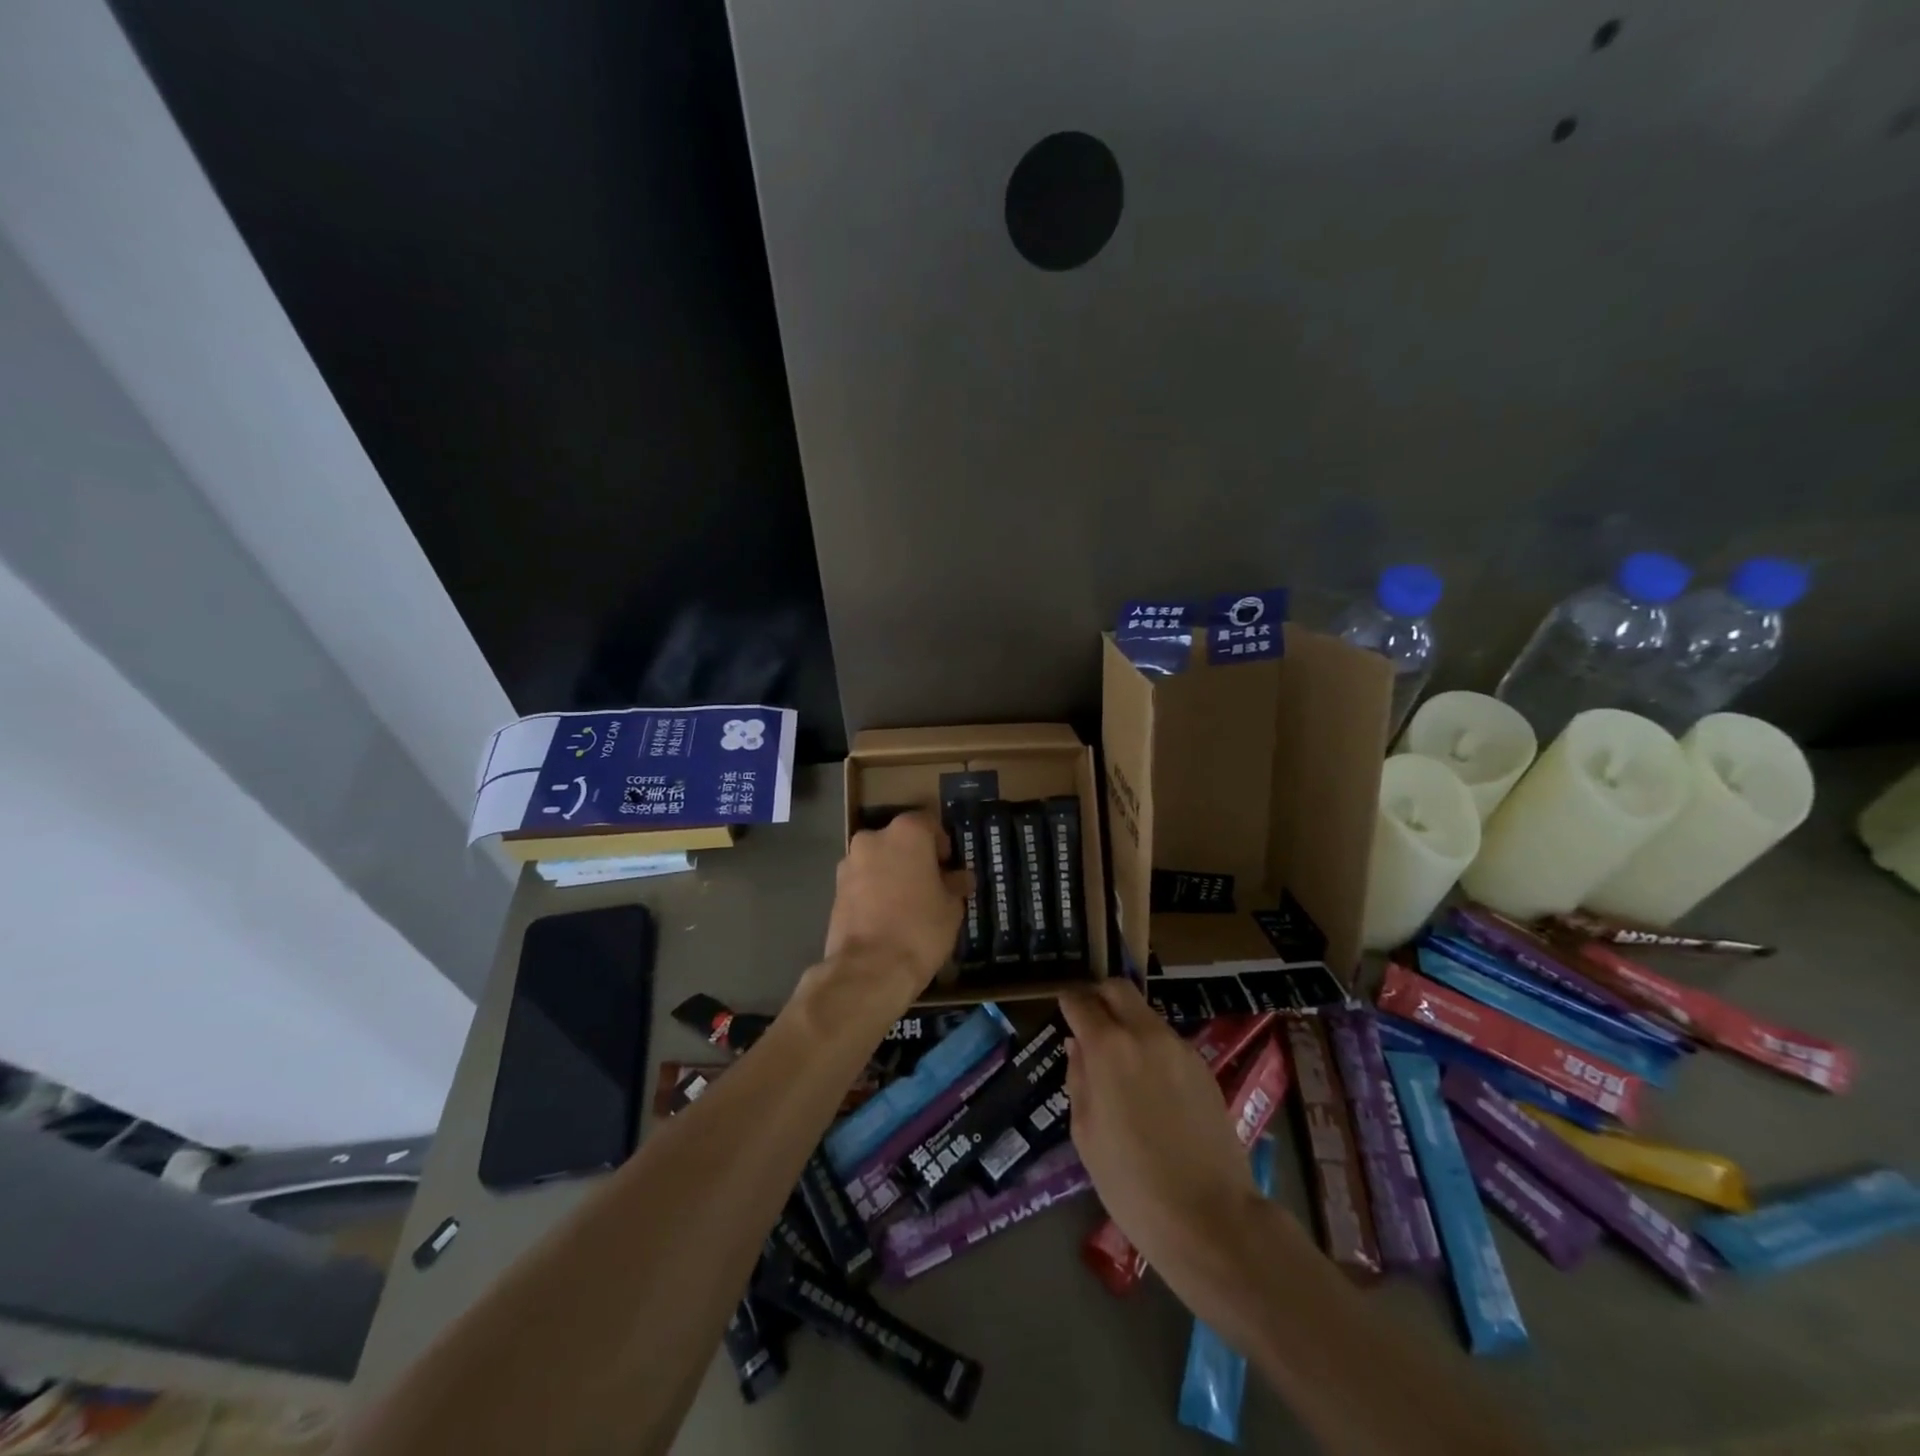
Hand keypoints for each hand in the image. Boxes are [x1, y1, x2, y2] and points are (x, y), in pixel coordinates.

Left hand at [819, 813, 970, 1007]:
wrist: (868, 969)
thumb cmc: (920, 928)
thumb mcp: (951, 908)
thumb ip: (955, 885)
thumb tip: (960, 878)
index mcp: (906, 833)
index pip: (929, 823)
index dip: (942, 844)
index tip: (949, 866)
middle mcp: (873, 839)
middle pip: (899, 841)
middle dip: (914, 858)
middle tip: (930, 885)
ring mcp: (849, 863)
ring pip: (878, 861)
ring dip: (892, 874)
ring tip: (908, 905)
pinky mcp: (835, 890)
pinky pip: (862, 882)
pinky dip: (874, 892)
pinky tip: (888, 917)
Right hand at [1061, 980, 1260, 1276]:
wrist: (1210, 1218)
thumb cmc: (1132, 1184)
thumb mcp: (1085, 1134)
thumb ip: (1079, 1079)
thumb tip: (1078, 1046)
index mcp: (1109, 1048)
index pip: (1081, 1002)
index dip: (1068, 1001)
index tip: (1062, 1007)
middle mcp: (1146, 1034)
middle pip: (1119, 989)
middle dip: (1099, 996)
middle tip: (1089, 1020)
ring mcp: (1180, 1049)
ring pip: (1146, 1014)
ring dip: (1127, 1023)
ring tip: (1120, 1062)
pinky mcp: (1204, 1068)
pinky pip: (1167, 1042)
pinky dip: (1151, 1048)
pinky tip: (1150, 1086)